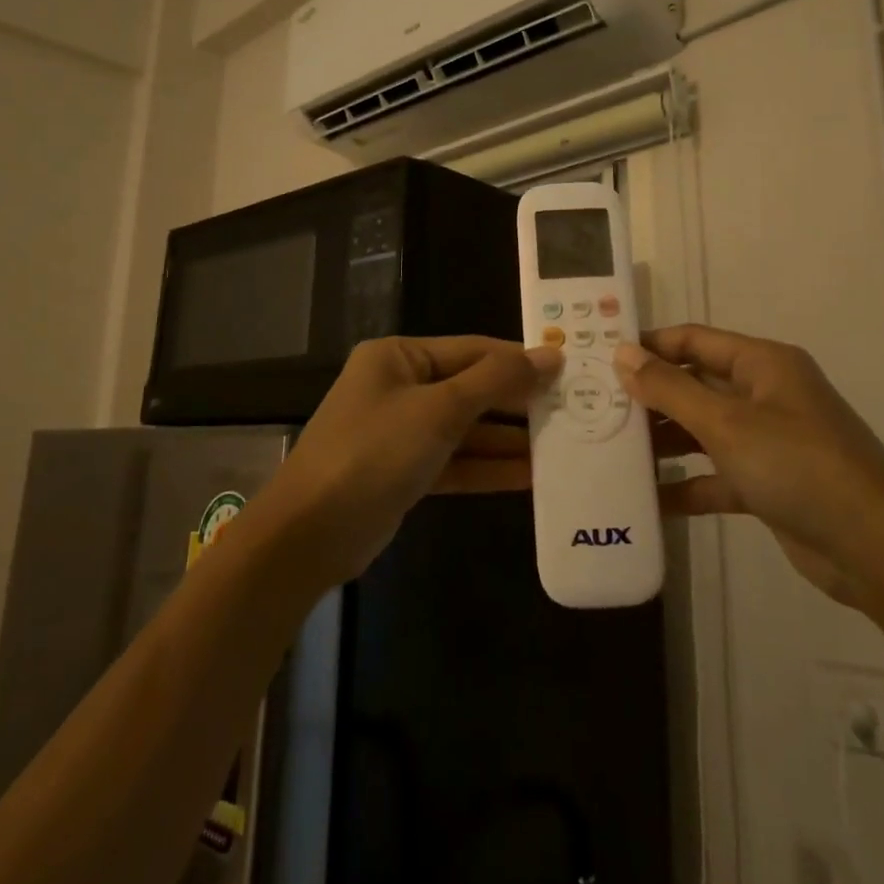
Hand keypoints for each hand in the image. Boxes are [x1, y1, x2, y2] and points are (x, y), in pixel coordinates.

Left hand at [267, 336, 558, 584]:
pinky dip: (488, 468)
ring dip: (508, 440)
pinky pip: (455, 462)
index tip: (568, 369)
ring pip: (466, 429)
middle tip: (573, 410)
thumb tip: (550, 354)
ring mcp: (401, 432)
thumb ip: (496, 381)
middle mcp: (399, 387)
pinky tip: (531, 477)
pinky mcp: (405, 472)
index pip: (472, 349)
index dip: (519, 359)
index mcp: (399, 356)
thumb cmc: (374, 452)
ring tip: (563, 445)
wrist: (310, 534)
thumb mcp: (439, 410)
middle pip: (471, 388)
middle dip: (517, 402)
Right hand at [614, 325, 883, 603]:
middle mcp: (765, 395)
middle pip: (695, 384)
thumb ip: (670, 388)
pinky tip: (648, 498)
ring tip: (611, 451)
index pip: (693, 340)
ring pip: (703, 431)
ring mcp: (767, 441)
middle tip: (596, 409)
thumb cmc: (798, 465)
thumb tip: (622, 354)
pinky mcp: (767, 484)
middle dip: (650, 396)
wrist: (875, 547)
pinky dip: (686, 484)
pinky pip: (716, 474)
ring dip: (664, 441)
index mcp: (762, 364)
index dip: (649, 346)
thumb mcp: (726, 423)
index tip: (601, 359)